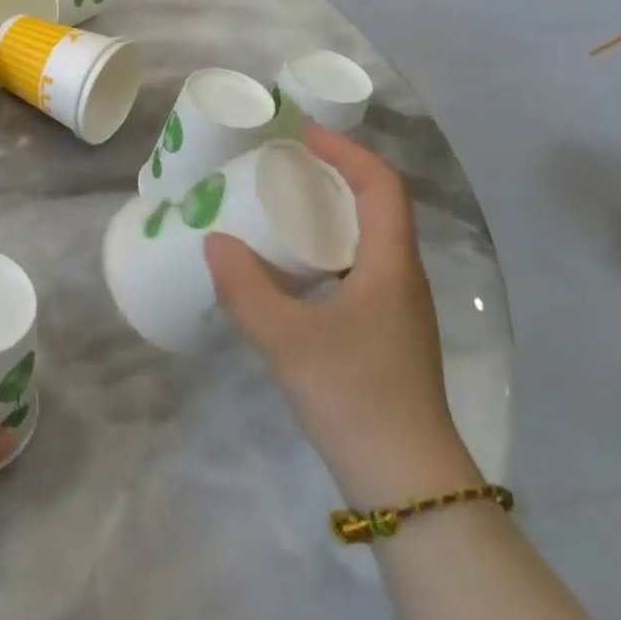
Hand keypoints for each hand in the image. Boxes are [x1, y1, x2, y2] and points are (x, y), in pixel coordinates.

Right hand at [205, 126, 480, 507]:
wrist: (407, 484)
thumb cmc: (355, 397)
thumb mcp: (287, 339)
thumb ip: (245, 288)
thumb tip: (213, 240)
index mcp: (390, 266)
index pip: (382, 186)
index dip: (347, 152)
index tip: (303, 135)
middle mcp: (400, 278)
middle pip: (376, 207)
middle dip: (332, 177)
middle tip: (281, 168)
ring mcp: (396, 310)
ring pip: (365, 242)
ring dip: (327, 215)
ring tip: (277, 211)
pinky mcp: (383, 336)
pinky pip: (354, 271)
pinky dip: (322, 253)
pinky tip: (286, 272)